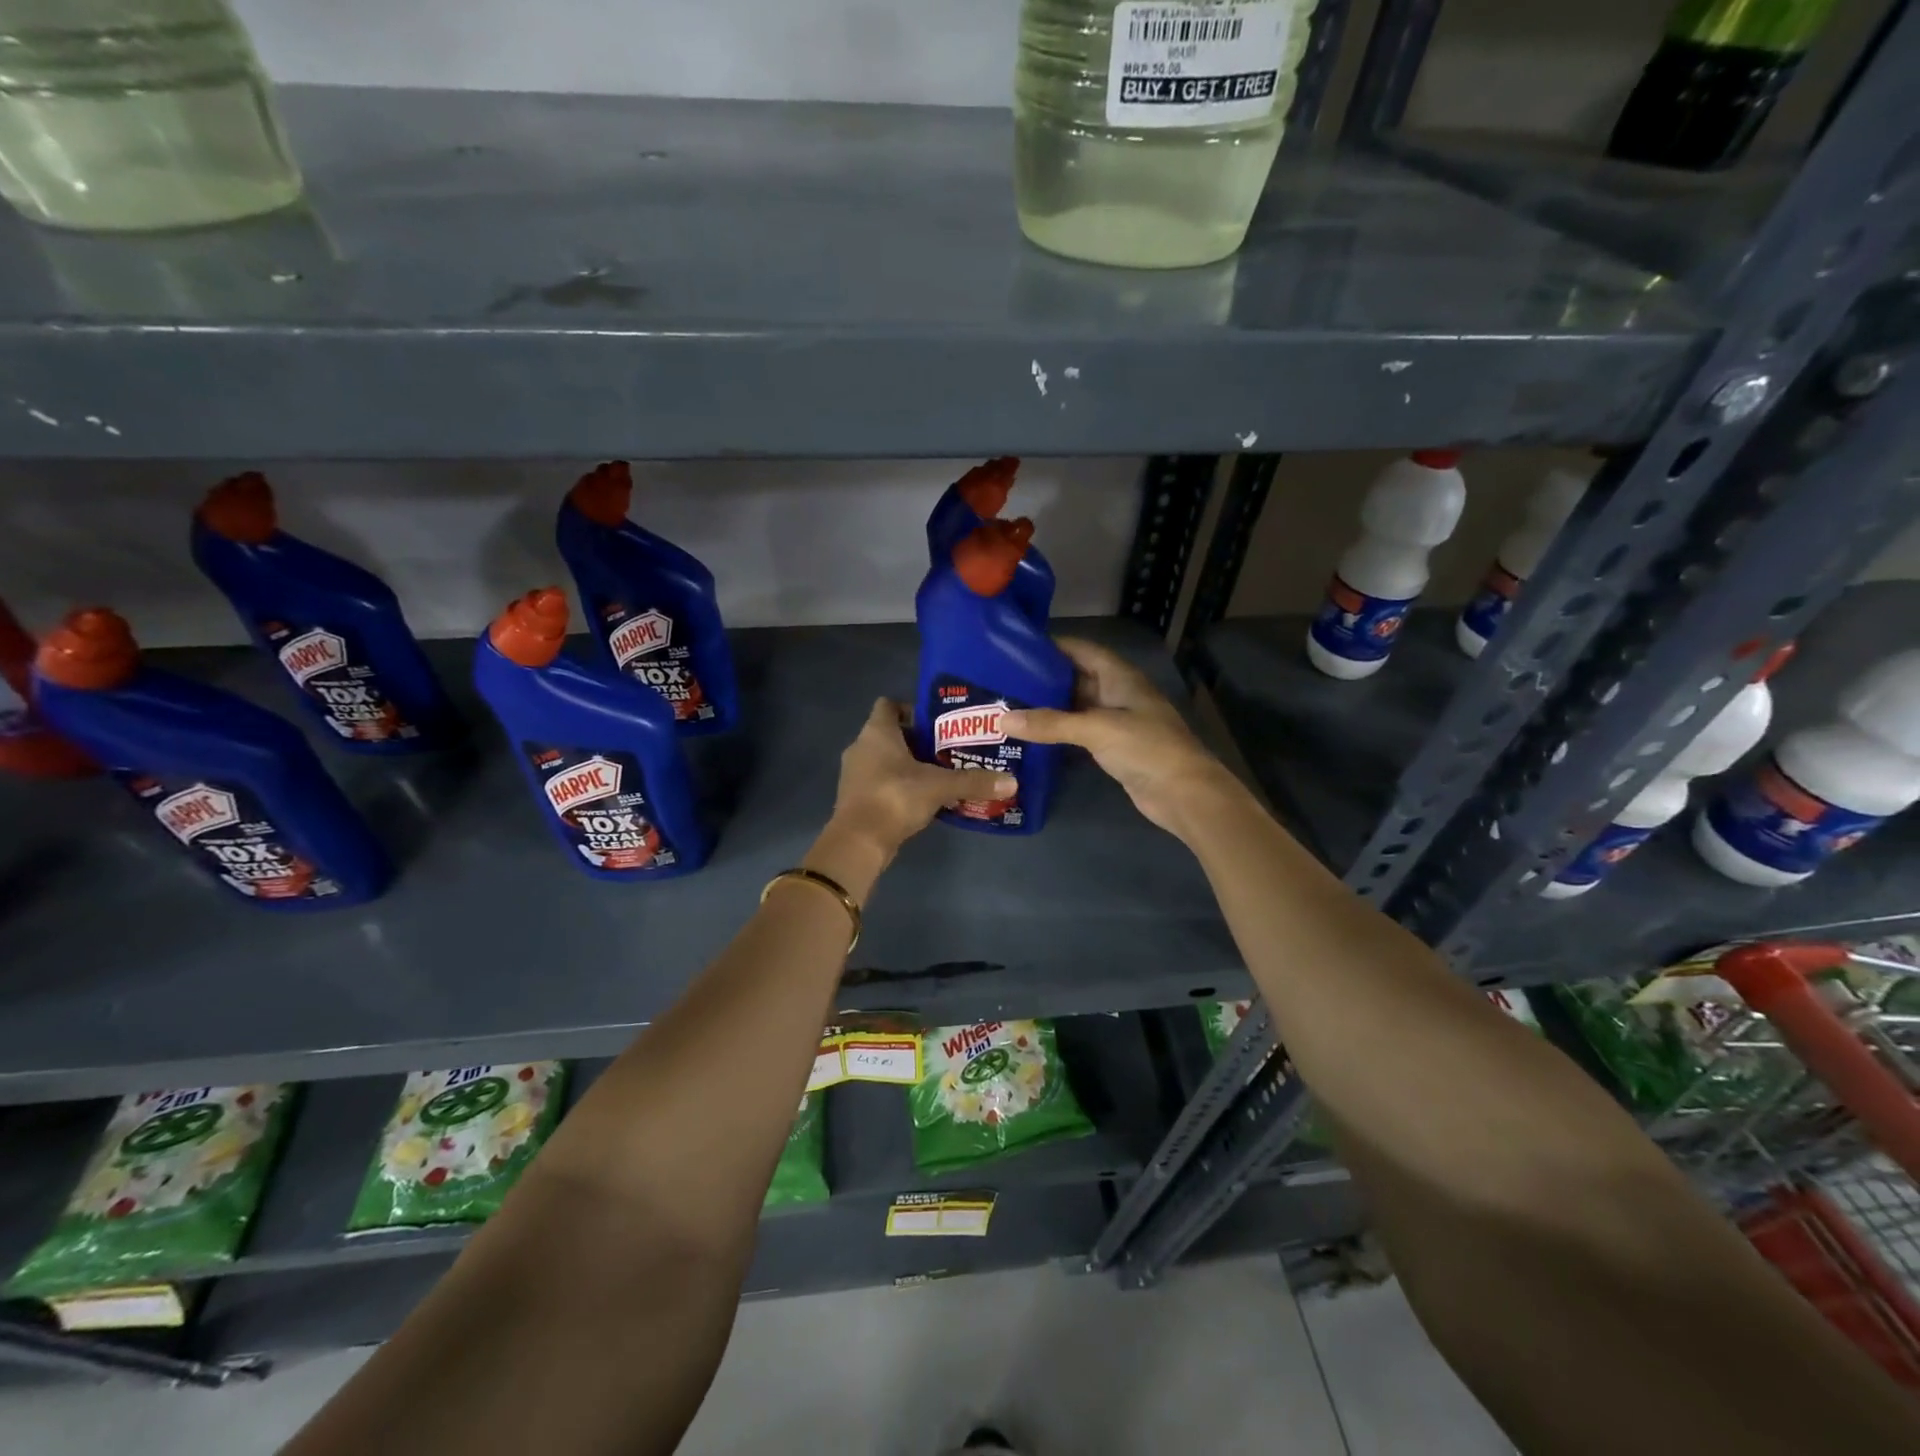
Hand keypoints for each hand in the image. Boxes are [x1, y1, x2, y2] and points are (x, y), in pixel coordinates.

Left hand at [824, 697, 1014, 867]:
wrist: (859, 842)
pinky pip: (881, 781)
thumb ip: (974, 781)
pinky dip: (899, 784)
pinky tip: (924, 797)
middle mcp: (861, 746)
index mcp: (877, 732)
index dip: (911, 708)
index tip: (937, 722)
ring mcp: (855, 773)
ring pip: (885, 759)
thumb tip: (1011, 781)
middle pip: (890, 733)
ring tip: (940, 773)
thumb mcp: (940, 787)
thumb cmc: (895, 798)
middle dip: (917, 740)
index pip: (889, 705)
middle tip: (948, 748)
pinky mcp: (856, 797)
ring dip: (908, 764)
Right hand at [1004, 637, 1237, 839]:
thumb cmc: (1146, 748)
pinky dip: (1059, 731)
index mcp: (1120, 677)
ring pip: (1077, 706)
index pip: (1082, 650)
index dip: (1053, 646)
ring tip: (1011, 704)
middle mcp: (1118, 693)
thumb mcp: (1096, 729)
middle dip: (1045, 677)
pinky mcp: (1114, 747)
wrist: (1184, 793)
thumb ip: (1050, 724)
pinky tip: (1033, 734)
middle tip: (1004, 680)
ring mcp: (1117, 721)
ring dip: (1050, 706)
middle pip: (1077, 677)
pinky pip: (1081, 731)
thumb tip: (1002, 719)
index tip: (1017, 648)